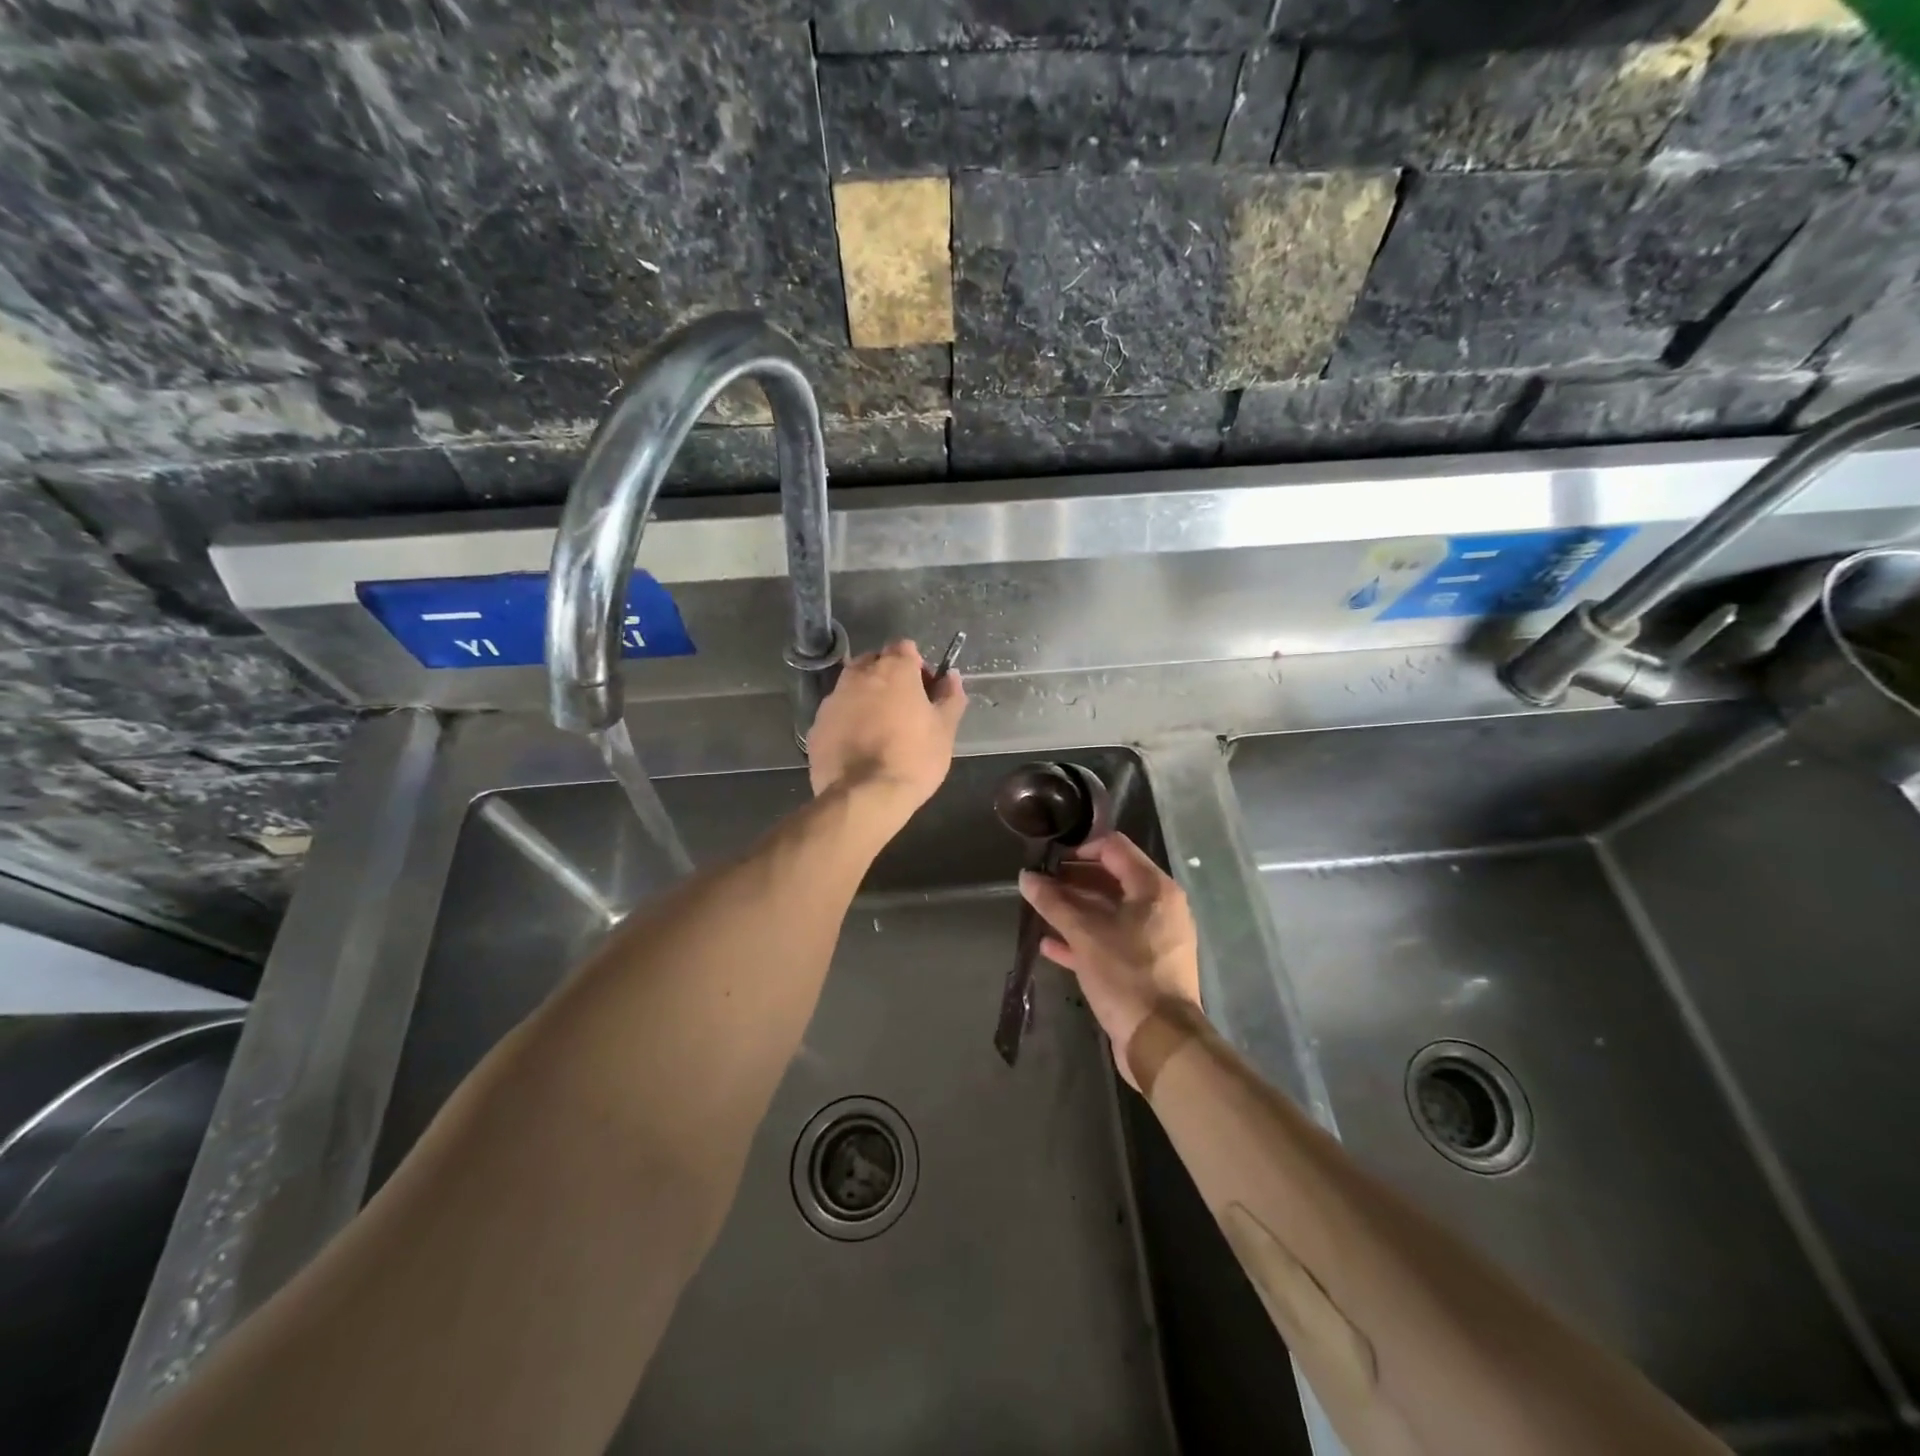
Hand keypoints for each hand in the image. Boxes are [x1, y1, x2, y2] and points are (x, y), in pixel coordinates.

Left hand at [807, 640, 966, 814]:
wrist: (863, 797)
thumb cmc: (913, 759)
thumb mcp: (944, 730)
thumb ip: (950, 697)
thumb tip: (951, 677)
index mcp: (893, 670)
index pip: (904, 647)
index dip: (917, 665)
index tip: (924, 690)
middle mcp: (858, 675)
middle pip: (875, 662)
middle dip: (888, 676)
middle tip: (903, 707)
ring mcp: (833, 699)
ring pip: (852, 686)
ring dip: (866, 696)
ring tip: (879, 728)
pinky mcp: (816, 725)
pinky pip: (837, 712)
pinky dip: (848, 720)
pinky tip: (859, 745)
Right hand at [1019, 834, 1202, 1086]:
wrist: (1160, 1042)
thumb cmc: (1126, 975)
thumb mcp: (1085, 935)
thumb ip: (1054, 903)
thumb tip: (1026, 877)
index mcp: (1154, 888)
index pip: (1115, 848)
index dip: (1080, 848)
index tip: (1050, 860)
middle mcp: (1159, 906)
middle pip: (1111, 879)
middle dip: (1073, 881)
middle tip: (1040, 885)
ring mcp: (1154, 937)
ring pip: (1109, 912)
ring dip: (1075, 910)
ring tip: (1040, 911)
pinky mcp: (1145, 965)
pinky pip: (1111, 940)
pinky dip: (1084, 938)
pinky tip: (1050, 945)